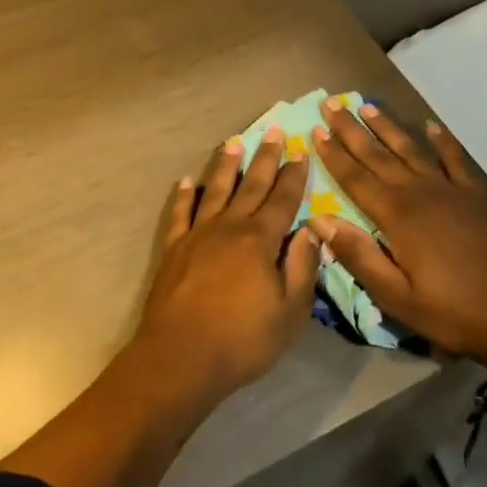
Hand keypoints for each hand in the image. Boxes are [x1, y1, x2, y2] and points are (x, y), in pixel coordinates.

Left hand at [133, 127, 318, 399]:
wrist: (181, 356)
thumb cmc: (243, 340)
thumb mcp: (290, 312)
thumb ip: (302, 267)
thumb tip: (313, 229)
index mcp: (259, 240)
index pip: (282, 200)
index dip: (293, 176)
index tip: (300, 152)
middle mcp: (229, 227)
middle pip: (250, 185)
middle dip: (264, 158)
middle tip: (272, 130)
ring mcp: (197, 234)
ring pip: (215, 189)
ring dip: (225, 165)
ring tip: (233, 141)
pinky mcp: (174, 248)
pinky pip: (179, 212)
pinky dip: (184, 194)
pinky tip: (187, 180)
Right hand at [309, 100, 486, 364]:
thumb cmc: (453, 312)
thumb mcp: (397, 297)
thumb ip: (357, 255)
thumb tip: (318, 219)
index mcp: (396, 215)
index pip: (355, 177)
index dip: (333, 154)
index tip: (315, 129)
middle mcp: (419, 192)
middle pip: (377, 154)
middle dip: (351, 129)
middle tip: (331, 103)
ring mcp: (451, 190)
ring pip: (411, 149)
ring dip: (387, 127)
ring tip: (367, 106)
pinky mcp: (477, 196)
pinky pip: (455, 160)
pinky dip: (443, 142)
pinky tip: (432, 127)